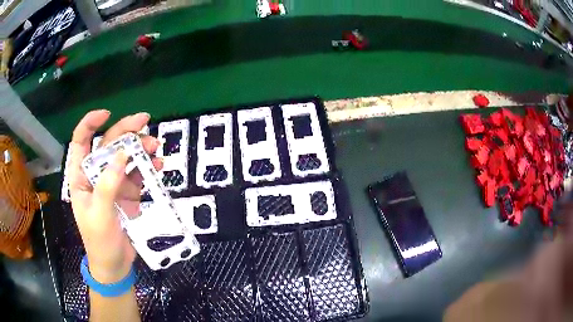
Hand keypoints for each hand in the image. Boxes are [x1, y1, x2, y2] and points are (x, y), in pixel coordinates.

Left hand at [68, 110, 161, 282]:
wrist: (115, 265)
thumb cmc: (100, 242)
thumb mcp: (100, 216)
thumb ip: (107, 185)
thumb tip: (122, 155)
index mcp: (81, 177)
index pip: (81, 142)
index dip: (90, 124)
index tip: (107, 114)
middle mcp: (96, 175)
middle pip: (108, 145)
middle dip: (126, 132)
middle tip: (146, 122)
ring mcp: (113, 183)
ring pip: (126, 157)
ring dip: (141, 149)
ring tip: (156, 149)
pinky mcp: (127, 192)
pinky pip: (137, 174)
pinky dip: (148, 168)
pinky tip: (158, 167)